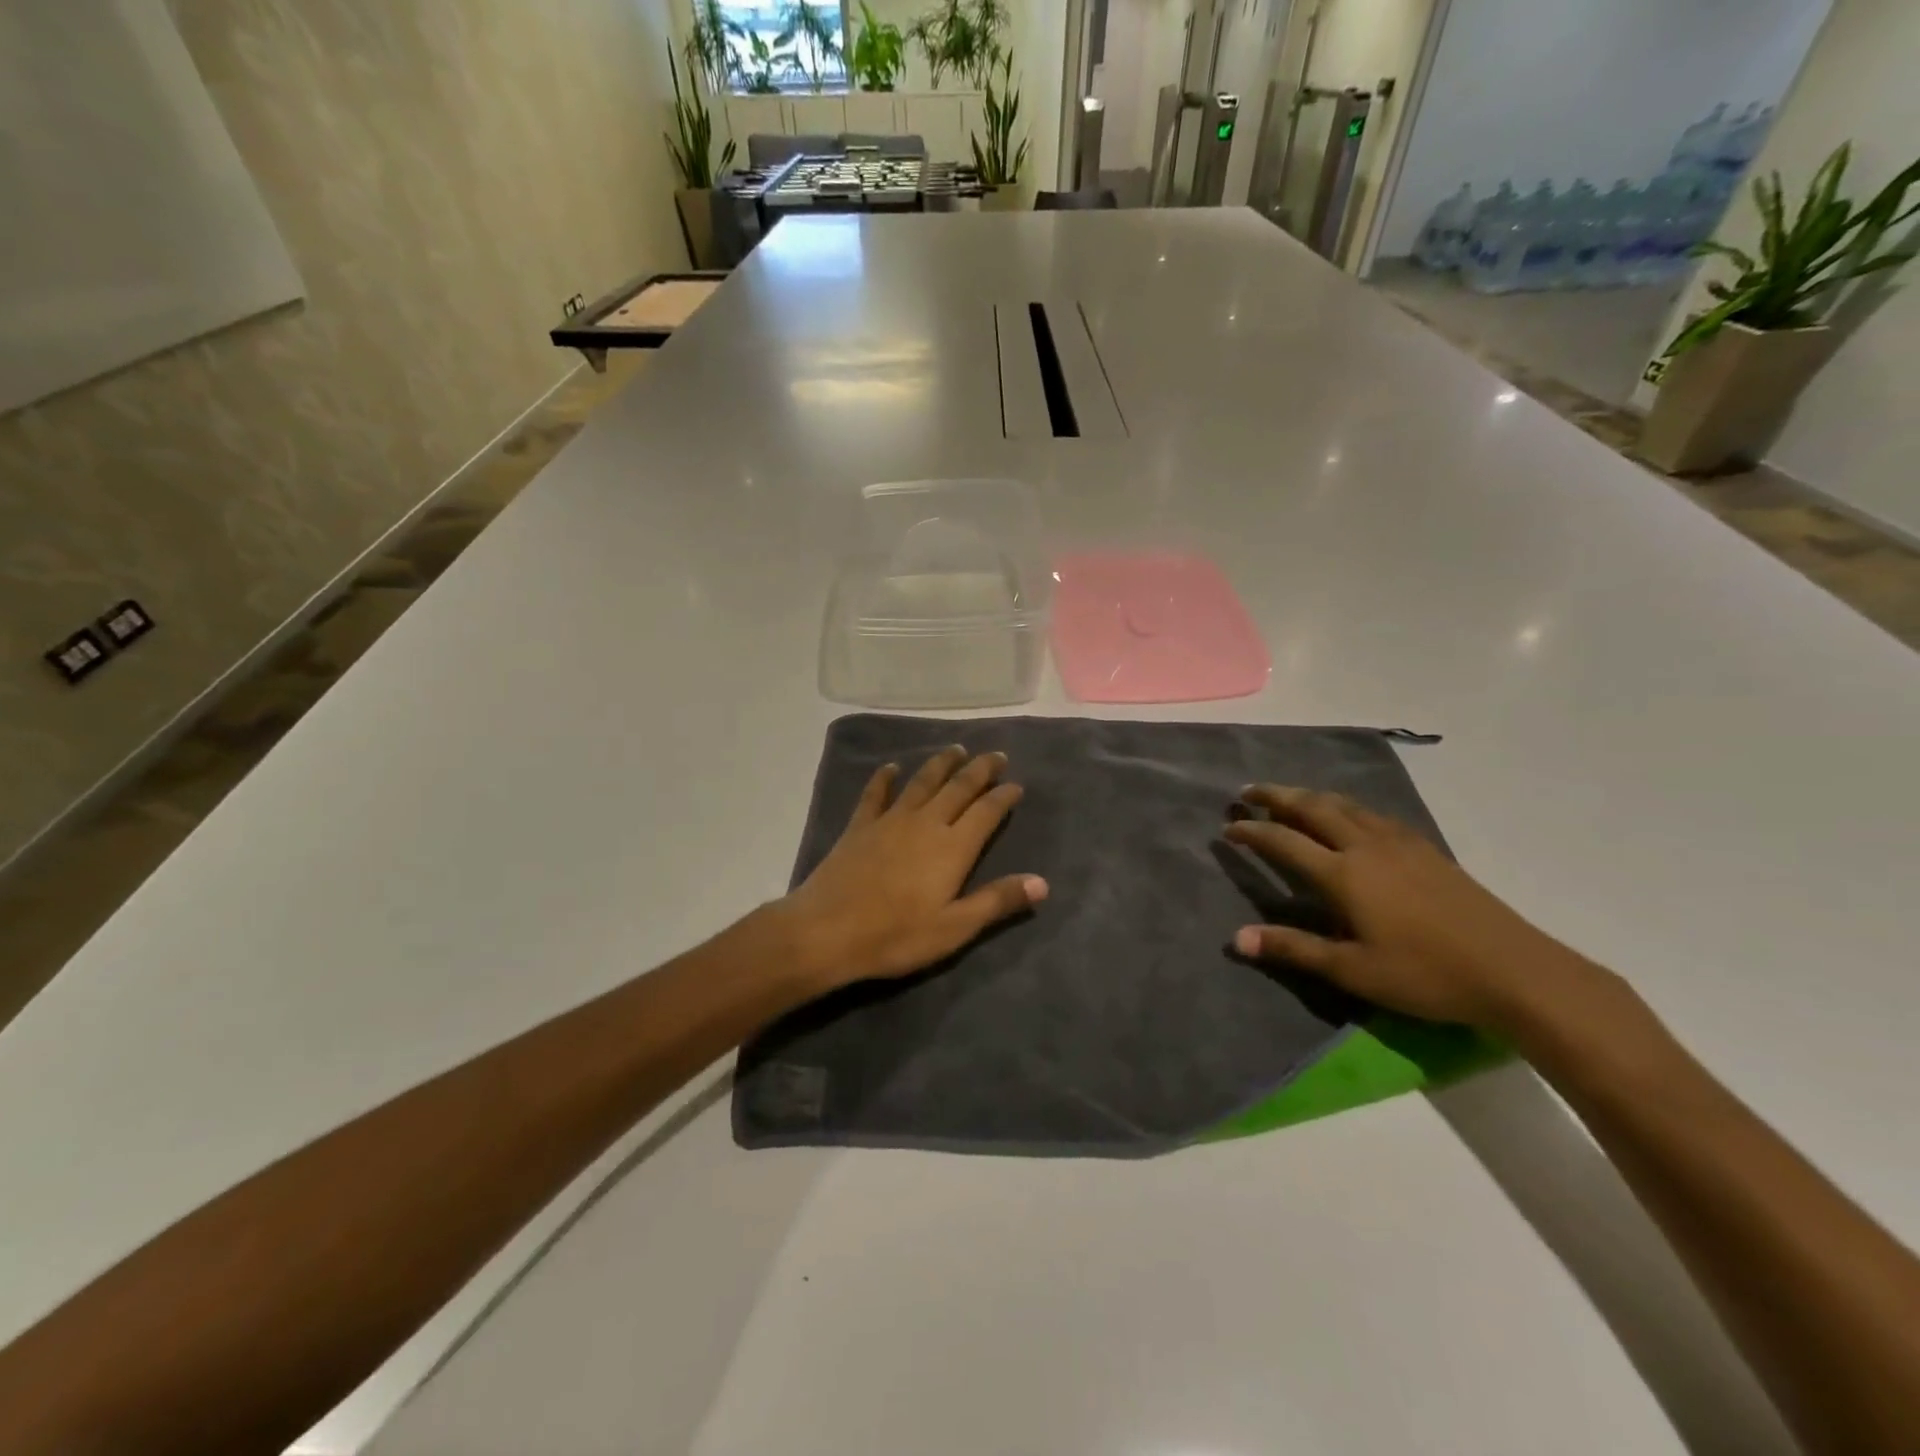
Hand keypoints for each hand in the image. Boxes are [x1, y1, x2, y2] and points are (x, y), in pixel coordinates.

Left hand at [774, 747, 1047, 991]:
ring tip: (956, 750)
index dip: (1003, 795)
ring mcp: (890, 820)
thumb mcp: (954, 928)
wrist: (826, 931)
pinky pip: (876, 793)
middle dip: (979, 769)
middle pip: (958, 787)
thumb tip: (1042, 883)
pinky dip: (885, 778)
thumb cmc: (896, 935)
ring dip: (941, 764)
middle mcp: (926, 823)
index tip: (1016, 784)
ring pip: (922, 782)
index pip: (986, 811)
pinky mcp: (860, 826)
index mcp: (953, 847)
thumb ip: (997, 901)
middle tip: (995, 755)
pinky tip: (892, 767)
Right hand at [1224, 785, 1595, 1031]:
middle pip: (1313, 808)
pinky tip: (1349, 816)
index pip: (1284, 842)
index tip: (1228, 828)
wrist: (1513, 969)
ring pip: (1345, 805)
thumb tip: (1236, 939)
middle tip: (1248, 792)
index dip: (1252, 832)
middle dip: (1276, 796)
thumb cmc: (1425, 974)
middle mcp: (1366, 846)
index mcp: (1343, 874)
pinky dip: (1345, 806)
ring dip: (1310, 796)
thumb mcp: (1352, 970)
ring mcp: (1399, 843)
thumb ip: (1293, 949)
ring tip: (1290, 796)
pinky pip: (1372, 814)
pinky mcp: (1425, 848)